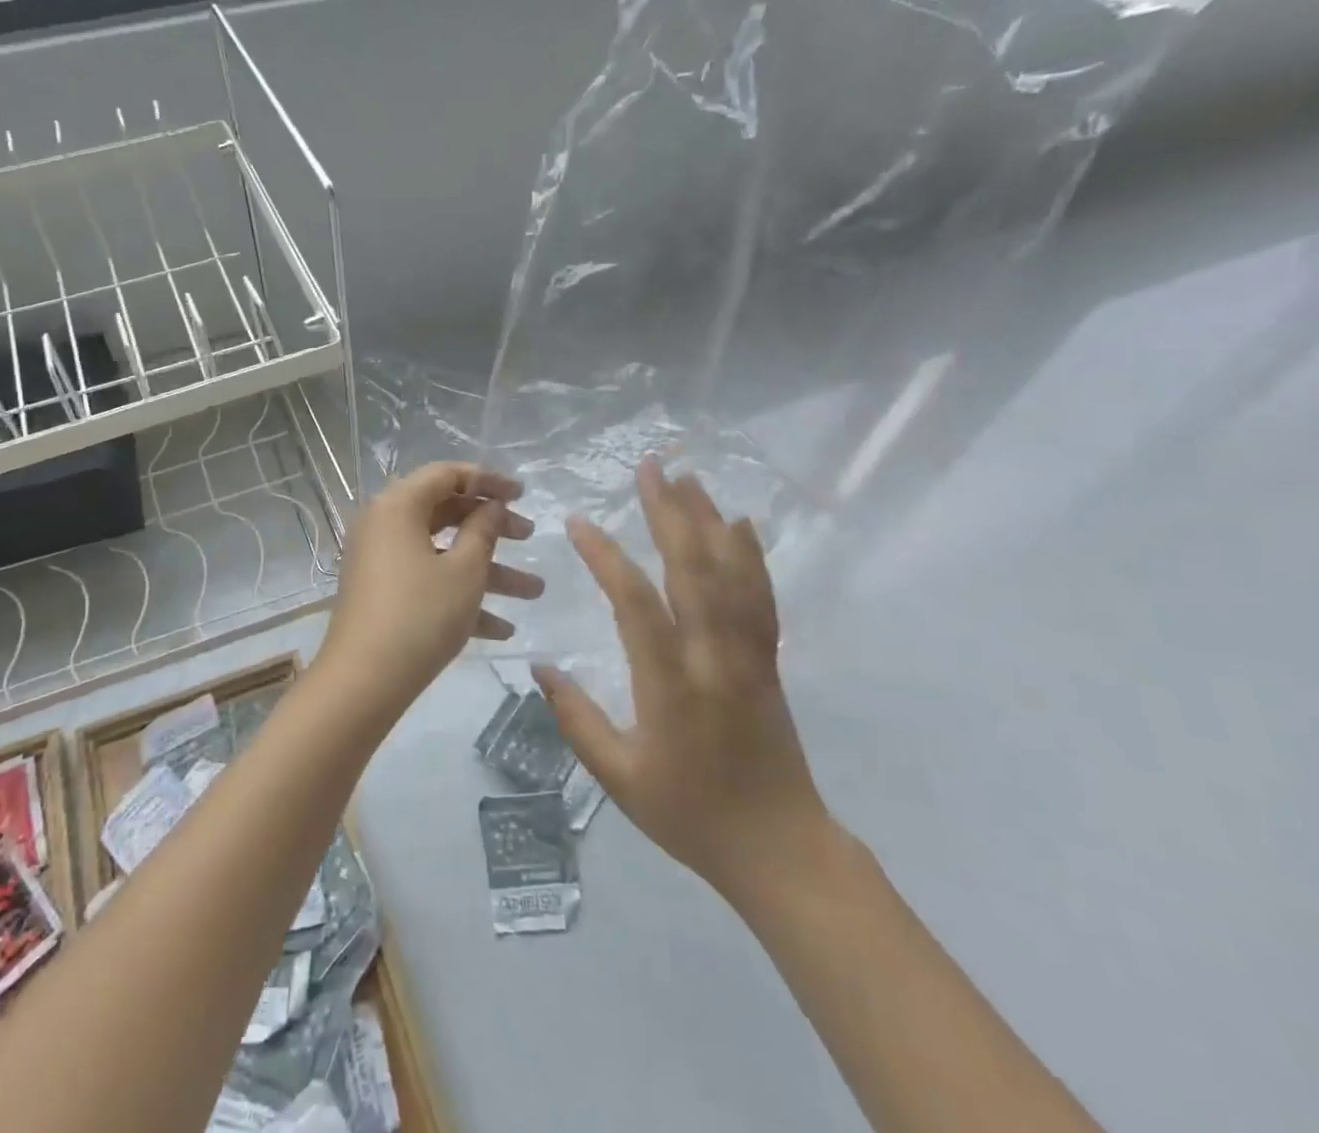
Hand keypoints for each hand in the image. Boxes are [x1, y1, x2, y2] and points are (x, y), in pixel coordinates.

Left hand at [318, 463, 542, 718]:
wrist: (363, 681)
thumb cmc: (420, 614)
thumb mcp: (465, 571)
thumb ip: (484, 530)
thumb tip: (491, 506)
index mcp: (398, 505)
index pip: (446, 475)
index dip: (488, 480)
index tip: (523, 494)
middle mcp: (383, 524)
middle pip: (445, 512)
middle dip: (492, 527)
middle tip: (530, 537)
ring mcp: (380, 560)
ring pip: (441, 552)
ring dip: (487, 570)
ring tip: (535, 591)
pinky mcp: (381, 592)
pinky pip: (426, 580)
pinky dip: (459, 595)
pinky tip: (501, 629)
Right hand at [535, 457, 833, 909]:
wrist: (780, 850)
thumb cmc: (690, 815)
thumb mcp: (618, 777)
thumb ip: (575, 718)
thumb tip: (538, 666)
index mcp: (671, 686)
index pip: (635, 604)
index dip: (605, 556)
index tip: (578, 521)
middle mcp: (713, 658)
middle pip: (693, 570)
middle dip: (668, 512)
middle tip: (649, 467)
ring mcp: (748, 656)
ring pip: (731, 575)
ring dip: (708, 520)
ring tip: (688, 477)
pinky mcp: (768, 661)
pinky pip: (762, 598)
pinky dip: (751, 555)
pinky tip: (741, 524)